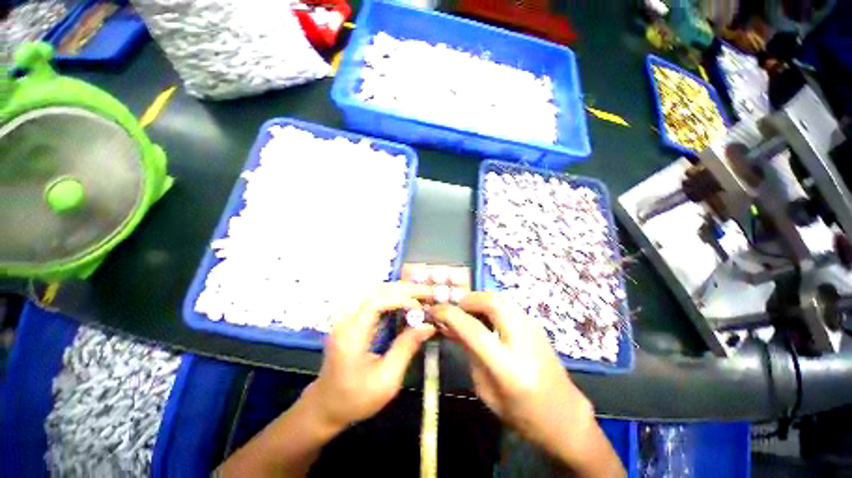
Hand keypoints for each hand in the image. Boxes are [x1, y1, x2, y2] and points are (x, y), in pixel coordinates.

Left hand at [305, 283, 434, 430]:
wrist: (325, 406)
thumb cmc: (355, 398)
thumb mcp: (386, 379)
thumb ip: (406, 348)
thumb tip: (428, 326)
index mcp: (351, 334)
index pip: (376, 302)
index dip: (400, 298)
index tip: (421, 304)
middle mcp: (346, 319)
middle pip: (375, 291)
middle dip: (403, 289)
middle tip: (426, 293)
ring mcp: (347, 317)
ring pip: (375, 292)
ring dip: (398, 291)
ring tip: (419, 295)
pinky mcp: (352, 319)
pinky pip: (373, 300)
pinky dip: (392, 298)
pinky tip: (405, 303)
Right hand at [431, 292, 622, 476]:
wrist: (564, 414)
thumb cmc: (521, 413)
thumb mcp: (486, 390)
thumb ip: (469, 353)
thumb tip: (451, 327)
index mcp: (508, 367)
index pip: (472, 329)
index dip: (449, 315)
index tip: (434, 310)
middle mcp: (523, 340)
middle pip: (491, 302)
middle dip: (467, 300)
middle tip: (455, 310)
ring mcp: (533, 328)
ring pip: (500, 297)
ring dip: (479, 299)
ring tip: (467, 313)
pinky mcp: (535, 323)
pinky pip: (507, 303)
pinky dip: (490, 303)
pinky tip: (485, 317)